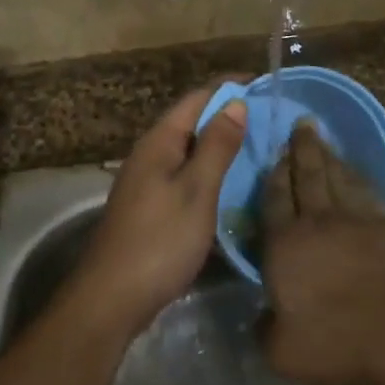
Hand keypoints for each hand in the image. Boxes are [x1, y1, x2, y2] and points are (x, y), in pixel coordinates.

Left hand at [70, 84, 247, 333]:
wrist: (111, 299)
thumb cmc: (159, 241)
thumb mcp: (196, 191)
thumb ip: (217, 146)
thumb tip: (236, 102)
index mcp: (159, 142)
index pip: (198, 98)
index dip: (230, 87)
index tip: (266, 85)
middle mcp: (151, 154)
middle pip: (193, 121)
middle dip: (230, 115)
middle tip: (273, 119)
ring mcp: (148, 181)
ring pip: (190, 150)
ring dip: (222, 145)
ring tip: (262, 147)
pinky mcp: (151, 207)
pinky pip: (186, 175)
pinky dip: (211, 172)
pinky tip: (233, 185)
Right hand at [260, 123, 384, 384]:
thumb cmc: (336, 342)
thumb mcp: (282, 351)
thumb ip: (264, 329)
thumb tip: (262, 317)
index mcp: (286, 244)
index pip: (274, 200)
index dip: (273, 176)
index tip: (274, 155)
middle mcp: (318, 221)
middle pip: (307, 175)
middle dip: (302, 149)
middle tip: (301, 124)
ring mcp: (357, 219)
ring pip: (338, 177)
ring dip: (328, 156)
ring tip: (321, 140)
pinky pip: (367, 191)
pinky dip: (357, 176)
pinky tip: (354, 173)